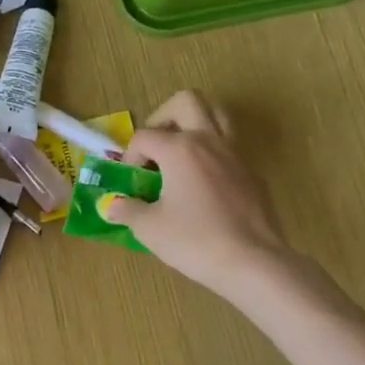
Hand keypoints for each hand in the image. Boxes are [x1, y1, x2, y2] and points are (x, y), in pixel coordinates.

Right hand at [103, 91, 294, 297]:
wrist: (253, 263)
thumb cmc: (195, 241)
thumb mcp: (150, 228)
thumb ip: (127, 210)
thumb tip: (110, 206)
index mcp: (180, 149)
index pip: (144, 136)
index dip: (130, 156)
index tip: (131, 182)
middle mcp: (209, 141)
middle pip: (186, 102)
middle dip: (163, 117)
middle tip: (155, 146)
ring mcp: (235, 155)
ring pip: (217, 115)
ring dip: (195, 125)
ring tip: (180, 154)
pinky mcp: (253, 174)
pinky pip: (230, 148)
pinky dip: (212, 155)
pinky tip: (203, 187)